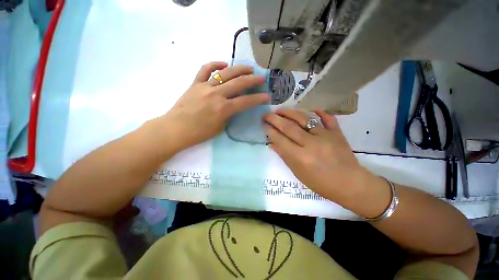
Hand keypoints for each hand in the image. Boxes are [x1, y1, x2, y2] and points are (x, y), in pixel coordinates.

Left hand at [161, 61, 269, 151]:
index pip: (246, 101)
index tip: (267, 96)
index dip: (258, 99)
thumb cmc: (199, 133)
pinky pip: (205, 69)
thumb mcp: (220, 127)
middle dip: (253, 79)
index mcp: (223, 109)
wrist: (175, 129)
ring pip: (225, 73)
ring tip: (248, 68)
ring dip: (239, 69)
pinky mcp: (195, 83)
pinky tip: (223, 65)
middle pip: (238, 83)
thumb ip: (228, 114)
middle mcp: (216, 94)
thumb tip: (233, 105)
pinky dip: (215, 64)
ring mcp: (205, 87)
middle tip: (261, 77)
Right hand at [264, 108, 373, 203]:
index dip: (270, 130)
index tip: (263, 124)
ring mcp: (325, 136)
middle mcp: (311, 144)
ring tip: (280, 109)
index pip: (280, 139)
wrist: (350, 184)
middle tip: (267, 114)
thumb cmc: (320, 183)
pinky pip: (327, 117)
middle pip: (289, 127)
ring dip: (290, 112)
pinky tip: (309, 108)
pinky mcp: (337, 132)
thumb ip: (284, 156)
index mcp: (300, 157)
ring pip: (304, 118)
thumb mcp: (298, 173)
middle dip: (275, 119)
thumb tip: (272, 144)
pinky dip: (318, 111)